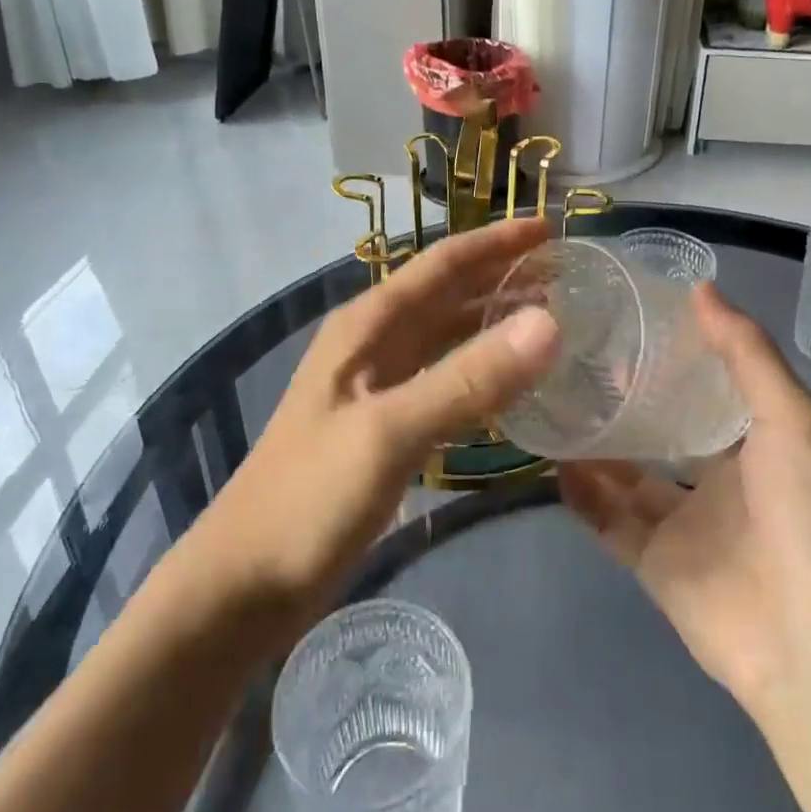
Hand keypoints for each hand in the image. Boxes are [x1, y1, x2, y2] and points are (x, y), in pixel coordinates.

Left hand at [201, 217, 559, 621]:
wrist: (243, 584)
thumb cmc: (310, 498)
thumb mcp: (391, 431)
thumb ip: (469, 378)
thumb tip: (550, 322)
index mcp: (368, 325)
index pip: (442, 264)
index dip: (496, 243)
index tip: (550, 228)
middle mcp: (373, 343)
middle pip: (447, 295)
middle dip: (502, 278)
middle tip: (567, 276)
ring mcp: (377, 386)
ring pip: (447, 337)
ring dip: (494, 323)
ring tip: (551, 320)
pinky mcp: (384, 427)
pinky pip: (444, 381)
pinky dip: (481, 372)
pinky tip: (512, 385)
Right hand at [559, 284, 810, 718]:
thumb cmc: (810, 511)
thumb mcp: (790, 416)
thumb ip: (745, 351)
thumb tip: (699, 286)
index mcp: (758, 447)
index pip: (708, 394)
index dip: (673, 364)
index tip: (628, 329)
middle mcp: (721, 485)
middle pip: (662, 436)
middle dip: (626, 405)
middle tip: (576, 365)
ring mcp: (686, 528)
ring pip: (628, 479)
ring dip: (595, 449)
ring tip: (554, 406)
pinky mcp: (656, 568)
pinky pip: (609, 525)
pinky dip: (583, 498)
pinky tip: (553, 463)